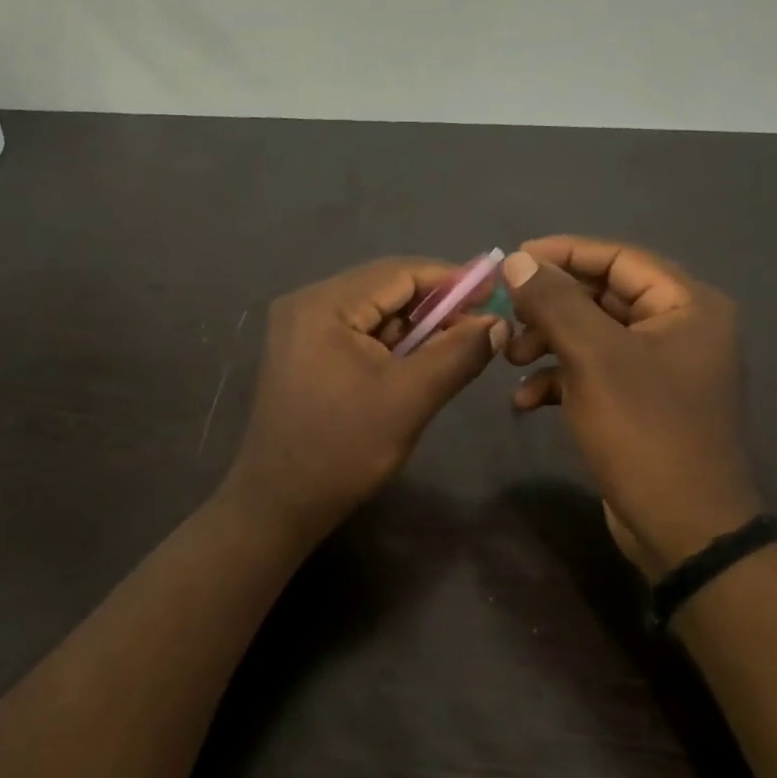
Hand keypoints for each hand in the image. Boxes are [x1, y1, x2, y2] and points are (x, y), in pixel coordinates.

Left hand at [222, 258, 506, 543]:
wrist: (278, 505)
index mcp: (323, 304)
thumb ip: (458, 354)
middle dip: (435, 305)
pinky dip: (391, 344)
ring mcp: (300, 329)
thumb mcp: (410, 399)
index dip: (451, 279)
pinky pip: (356, 334)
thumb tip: (498, 322)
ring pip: (372, 312)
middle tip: (481, 324)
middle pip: (384, 288)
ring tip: (457, 344)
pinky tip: (418, 361)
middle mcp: (306, 304)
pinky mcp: (302, 354)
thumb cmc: (343, 449)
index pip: (398, 272)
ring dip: (415, 326)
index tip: (495, 292)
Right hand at [503, 237, 763, 578]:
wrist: (682, 528)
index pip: (619, 258)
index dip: (564, 253)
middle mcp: (680, 329)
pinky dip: (559, 380)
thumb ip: (554, 302)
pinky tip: (525, 401)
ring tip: (511, 359)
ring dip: (548, 343)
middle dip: (550, 307)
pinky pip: (595, 373)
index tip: (513, 259)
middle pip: (603, 296)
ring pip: (593, 336)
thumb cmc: (644, 431)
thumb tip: (517, 260)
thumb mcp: (593, 358)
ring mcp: (661, 369)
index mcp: (687, 306)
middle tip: (507, 315)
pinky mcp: (641, 404)